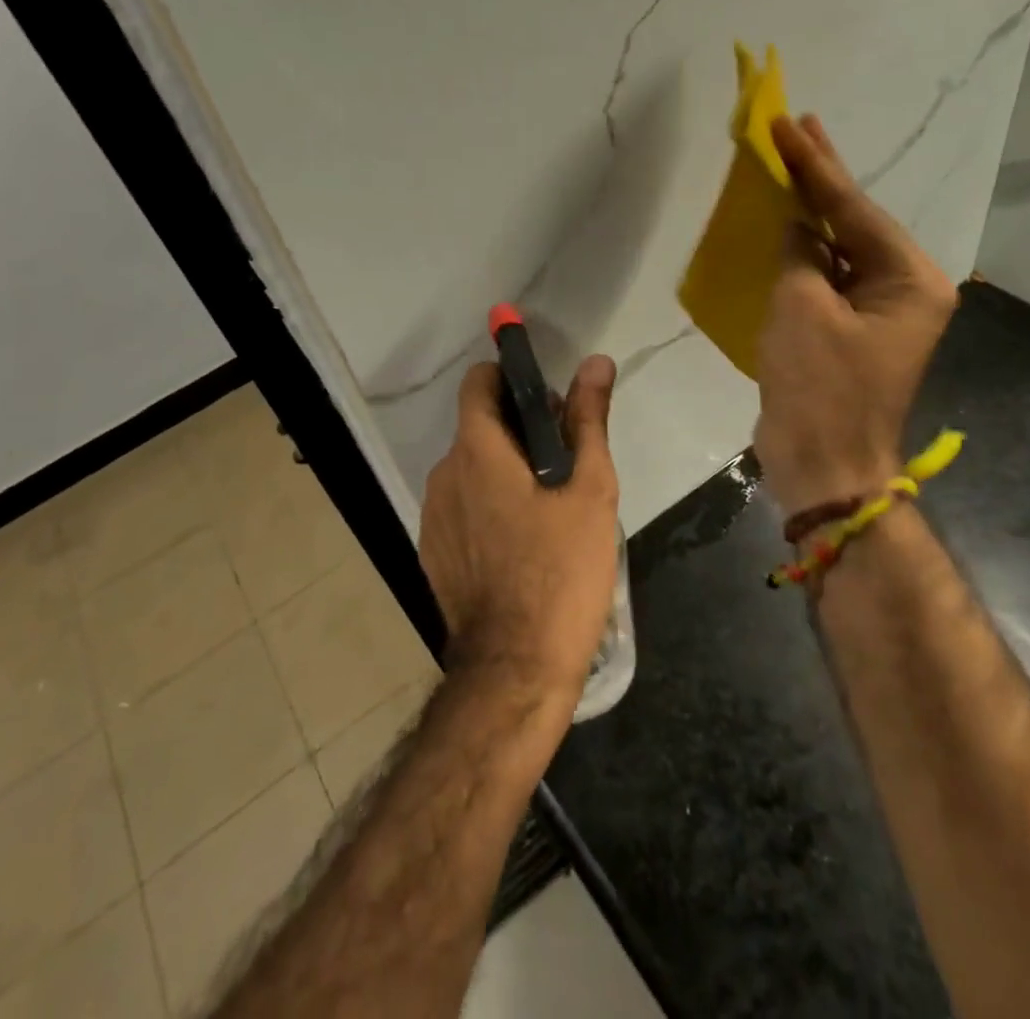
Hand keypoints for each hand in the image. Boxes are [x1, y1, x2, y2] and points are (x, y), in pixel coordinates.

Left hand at [419, 355, 620, 706]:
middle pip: (478, 428)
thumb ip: (588, 419)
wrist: (516, 669)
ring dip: (504, 471)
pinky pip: (461, 508)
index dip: (511, 379)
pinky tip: (521, 543)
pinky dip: (487, 506)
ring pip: (470, 470)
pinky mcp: (433, 552)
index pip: (478, 383)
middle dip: (519, 430)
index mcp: (477, 450)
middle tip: (565, 462)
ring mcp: (433, 516)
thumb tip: (596, 362)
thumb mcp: (590, 490)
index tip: (547, 401)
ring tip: (548, 507)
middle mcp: (444, 474)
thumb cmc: (561, 571)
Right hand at [754, 114, 957, 515]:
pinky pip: (827, 277)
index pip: (854, 209)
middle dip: (823, 176)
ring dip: (811, 211)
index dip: (815, 165)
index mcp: (910, 280)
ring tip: (788, 163)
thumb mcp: (801, 307)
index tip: (788, 123)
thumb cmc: (819, 386)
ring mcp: (878, 311)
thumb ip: (799, 253)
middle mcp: (905, 289)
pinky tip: (785, 224)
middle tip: (797, 125)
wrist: (823, 465)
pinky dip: (803, 251)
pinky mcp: (850, 330)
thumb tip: (797, 227)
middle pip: (856, 221)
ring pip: (840, 247)